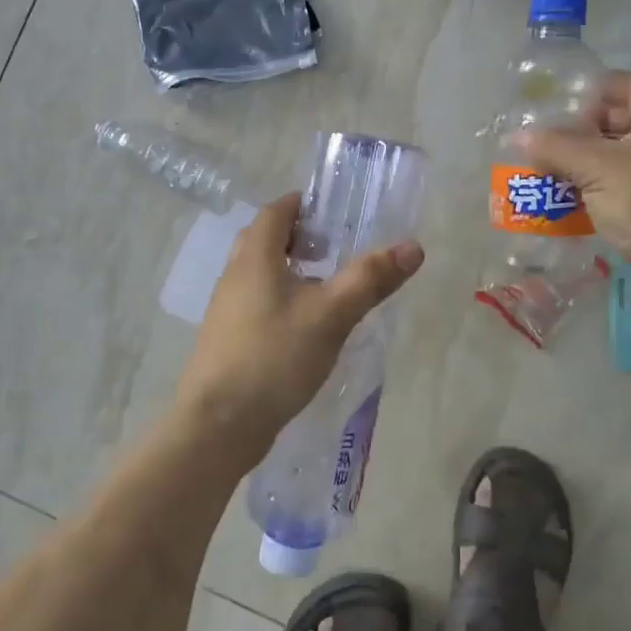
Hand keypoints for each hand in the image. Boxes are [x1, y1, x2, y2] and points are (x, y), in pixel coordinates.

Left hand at [175, 193, 423, 450]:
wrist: (218, 424)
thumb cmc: (274, 358)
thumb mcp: (331, 315)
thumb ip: (370, 279)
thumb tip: (413, 247)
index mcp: (254, 258)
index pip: (274, 212)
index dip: (301, 205)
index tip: (332, 212)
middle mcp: (234, 276)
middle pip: (263, 241)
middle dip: (297, 237)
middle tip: (333, 249)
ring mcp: (227, 311)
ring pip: (259, 275)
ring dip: (290, 271)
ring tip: (327, 288)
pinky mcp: (228, 341)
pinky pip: (257, 305)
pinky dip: (282, 300)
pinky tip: (306, 328)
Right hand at [515, 71, 630, 301]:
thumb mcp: (596, 168)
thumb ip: (556, 148)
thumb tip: (520, 137)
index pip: (626, 87)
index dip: (592, 92)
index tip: (559, 110)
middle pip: (618, 125)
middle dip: (579, 134)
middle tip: (546, 148)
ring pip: (616, 162)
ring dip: (581, 169)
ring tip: (546, 178)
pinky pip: (620, 192)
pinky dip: (593, 195)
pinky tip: (566, 208)